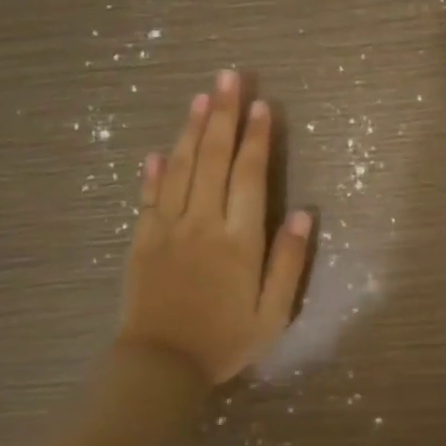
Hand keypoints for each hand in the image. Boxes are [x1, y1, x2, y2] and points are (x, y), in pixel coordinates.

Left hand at [118, 70, 313, 385]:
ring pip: (180, 167)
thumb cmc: (224, 341)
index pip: (248, 175)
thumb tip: (303, 213)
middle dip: (223, 114)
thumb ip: (289, 262)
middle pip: (212, 157)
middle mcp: (202, 222)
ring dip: (191, 129)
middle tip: (229, 76)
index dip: (256, 137)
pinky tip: (159, 150)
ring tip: (201, 96)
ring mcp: (167, 228)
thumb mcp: (273, 313)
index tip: (261, 105)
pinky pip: (148, 196)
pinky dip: (154, 170)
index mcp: (238, 239)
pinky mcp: (142, 239)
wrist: (160, 368)